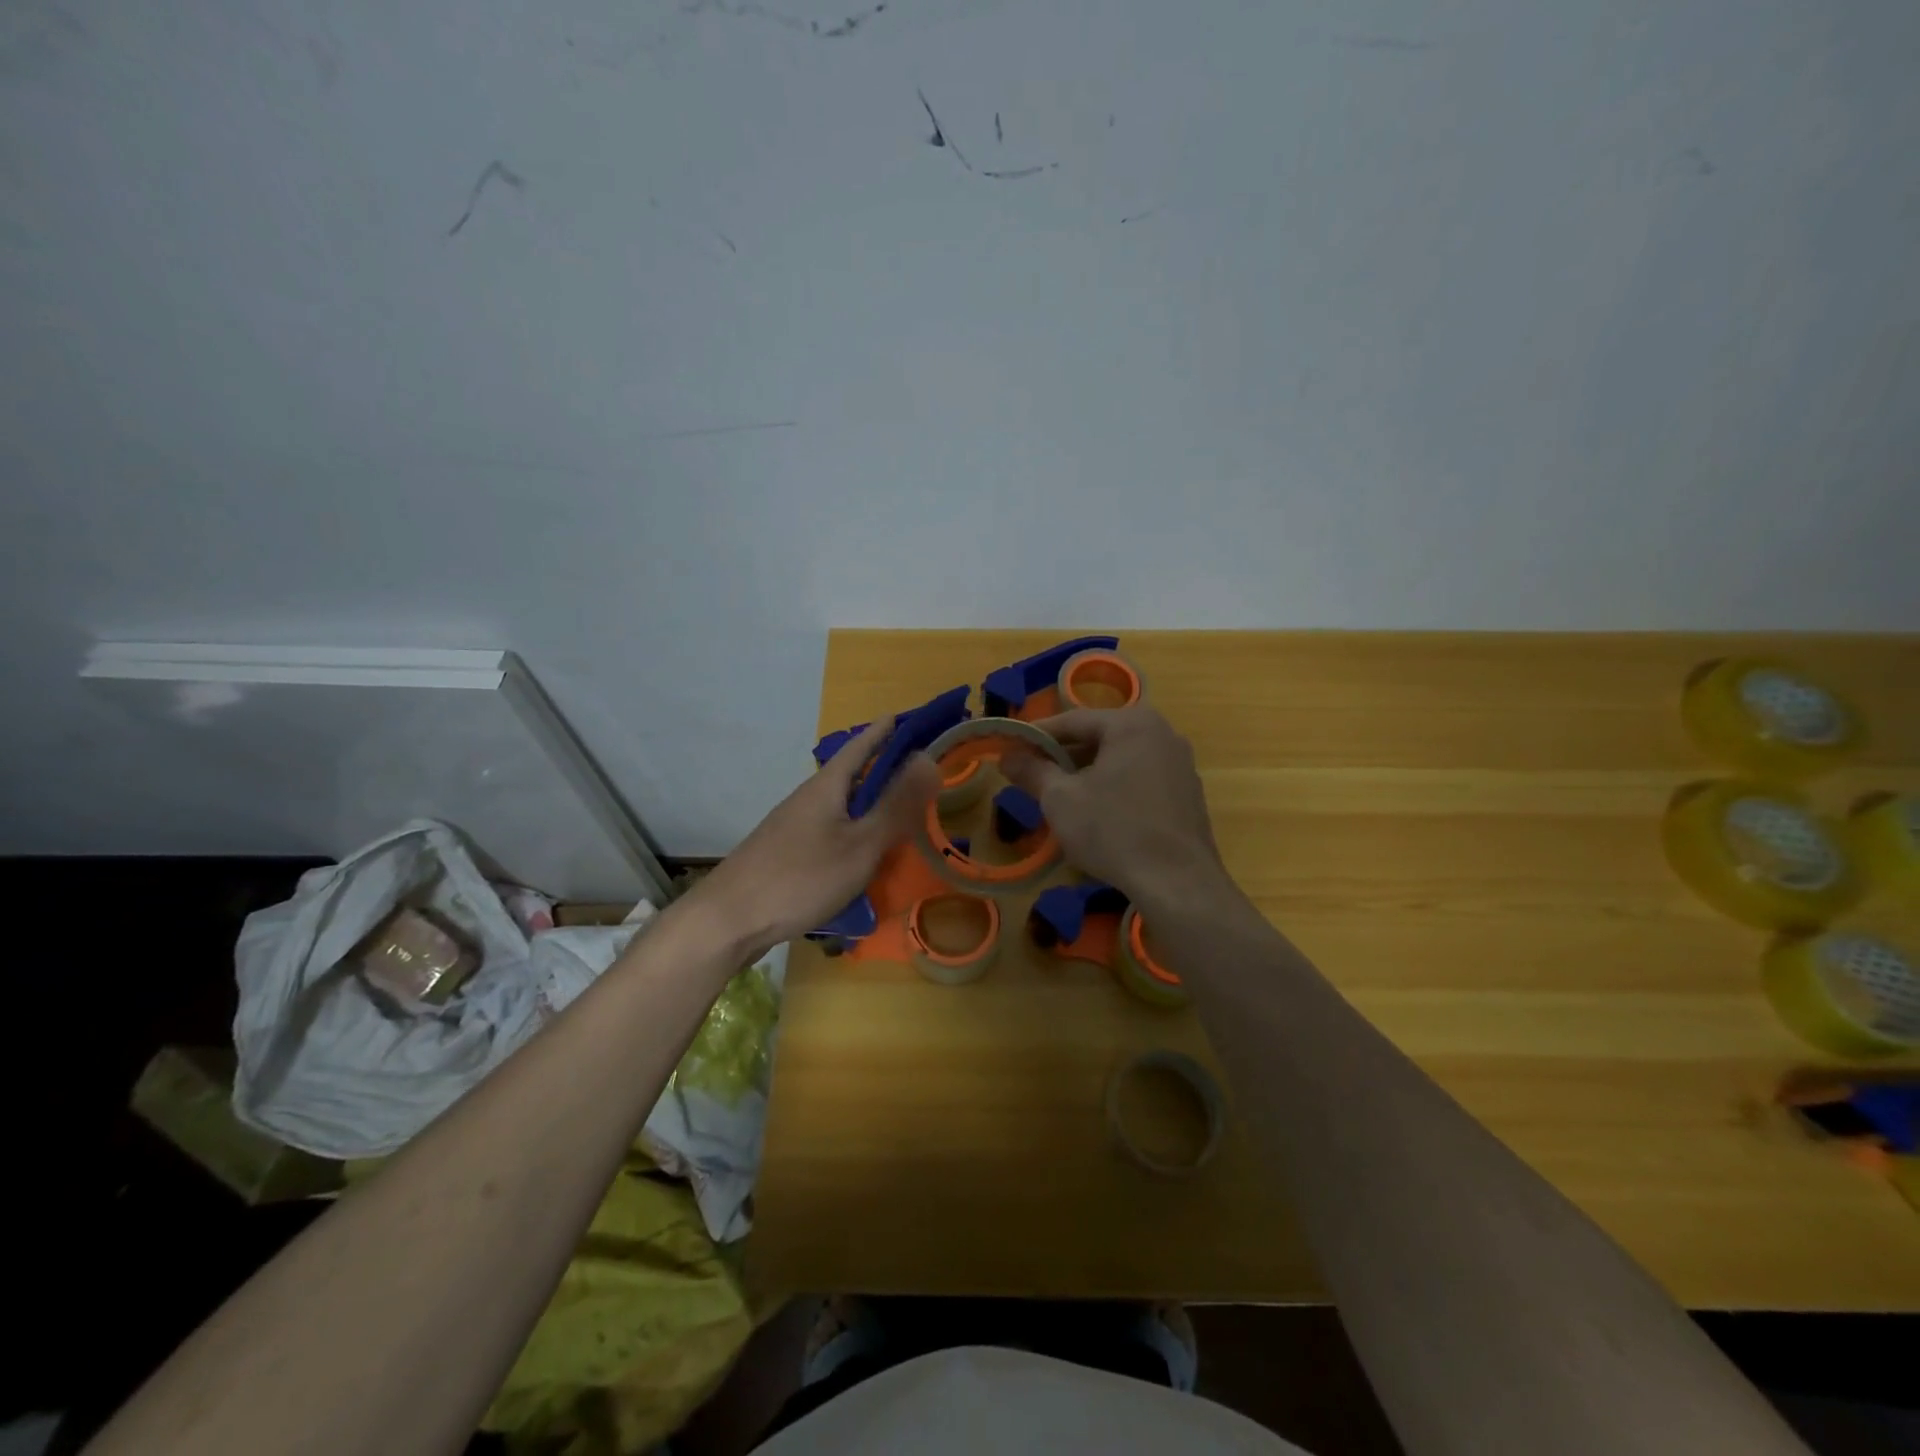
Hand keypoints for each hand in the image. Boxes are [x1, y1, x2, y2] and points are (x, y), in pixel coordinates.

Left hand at [692, 720, 941, 958]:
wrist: (729, 920)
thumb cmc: (801, 877)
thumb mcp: (860, 843)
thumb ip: (896, 805)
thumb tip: (928, 758)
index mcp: (827, 787)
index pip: (860, 746)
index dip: (883, 731)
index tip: (906, 717)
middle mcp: (808, 798)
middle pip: (850, 775)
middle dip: (881, 769)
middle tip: (916, 770)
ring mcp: (794, 826)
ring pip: (840, 806)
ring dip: (868, 803)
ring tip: (898, 813)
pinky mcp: (787, 853)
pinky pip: (830, 830)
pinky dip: (853, 831)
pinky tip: (863, 854)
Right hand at [1001, 706, 1221, 902]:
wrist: (1177, 883)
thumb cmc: (1113, 830)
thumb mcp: (1060, 799)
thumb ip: (1032, 771)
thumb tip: (1007, 755)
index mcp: (1131, 723)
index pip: (1072, 720)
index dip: (1036, 736)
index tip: (1010, 749)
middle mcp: (1162, 733)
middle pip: (1099, 737)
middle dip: (1063, 756)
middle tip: (1031, 775)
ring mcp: (1180, 764)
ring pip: (1120, 760)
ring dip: (1088, 773)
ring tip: (1059, 797)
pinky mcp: (1188, 794)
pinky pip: (1141, 779)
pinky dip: (1114, 788)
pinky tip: (1097, 815)